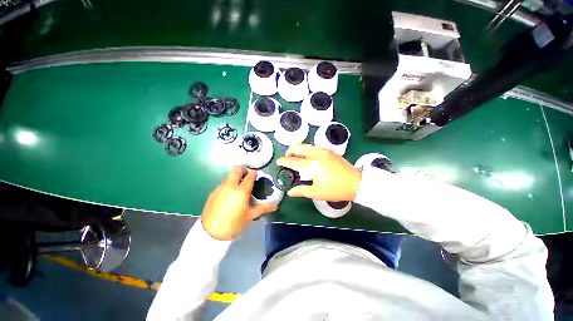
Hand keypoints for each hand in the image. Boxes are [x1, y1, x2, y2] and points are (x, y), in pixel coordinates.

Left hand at [201, 166, 276, 239]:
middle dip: (243, 170)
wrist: (210, 234)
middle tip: (247, 177)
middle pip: (236, 169)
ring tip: (239, 188)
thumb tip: (275, 205)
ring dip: (235, 178)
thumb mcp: (250, 216)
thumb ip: (263, 208)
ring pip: (229, 176)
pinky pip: (223, 183)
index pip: (250, 175)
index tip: (257, 175)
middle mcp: (230, 186)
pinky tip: (230, 196)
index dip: (254, 173)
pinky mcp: (213, 192)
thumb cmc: (234, 224)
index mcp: (241, 191)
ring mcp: (220, 188)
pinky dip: (229, 185)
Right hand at [276, 144, 361, 200]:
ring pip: (306, 145)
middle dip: (289, 151)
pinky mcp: (329, 151)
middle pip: (298, 147)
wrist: (357, 183)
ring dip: (298, 150)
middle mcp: (316, 154)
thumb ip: (301, 191)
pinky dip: (307, 150)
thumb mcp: (317, 193)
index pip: (293, 161)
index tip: (278, 162)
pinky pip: (313, 147)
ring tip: (296, 158)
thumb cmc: (336, 189)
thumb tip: (290, 192)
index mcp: (312, 165)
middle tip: (287, 158)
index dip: (284, 161)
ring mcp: (324, 151)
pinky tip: (308, 158)